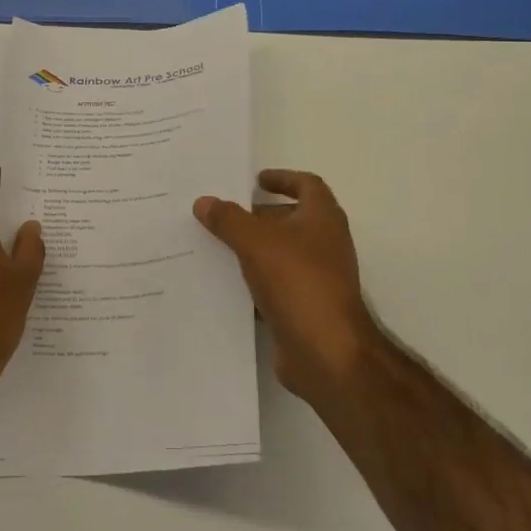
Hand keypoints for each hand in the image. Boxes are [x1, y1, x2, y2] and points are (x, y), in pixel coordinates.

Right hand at [195, 170, 378, 401]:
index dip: (282, 178)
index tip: (253, 181)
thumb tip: (204, 202)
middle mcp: (324, 243)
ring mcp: (317, 278)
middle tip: (220, 214)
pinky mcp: (304, 307)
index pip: (306, 184)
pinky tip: (222, 283)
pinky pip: (274, 286)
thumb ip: (228, 219)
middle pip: (289, 219)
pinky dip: (252, 281)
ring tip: (213, 245)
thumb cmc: (298, 282)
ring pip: (279, 254)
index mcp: (323, 218)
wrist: (326, 353)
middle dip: (256, 215)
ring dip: (251, 249)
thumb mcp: (256, 242)